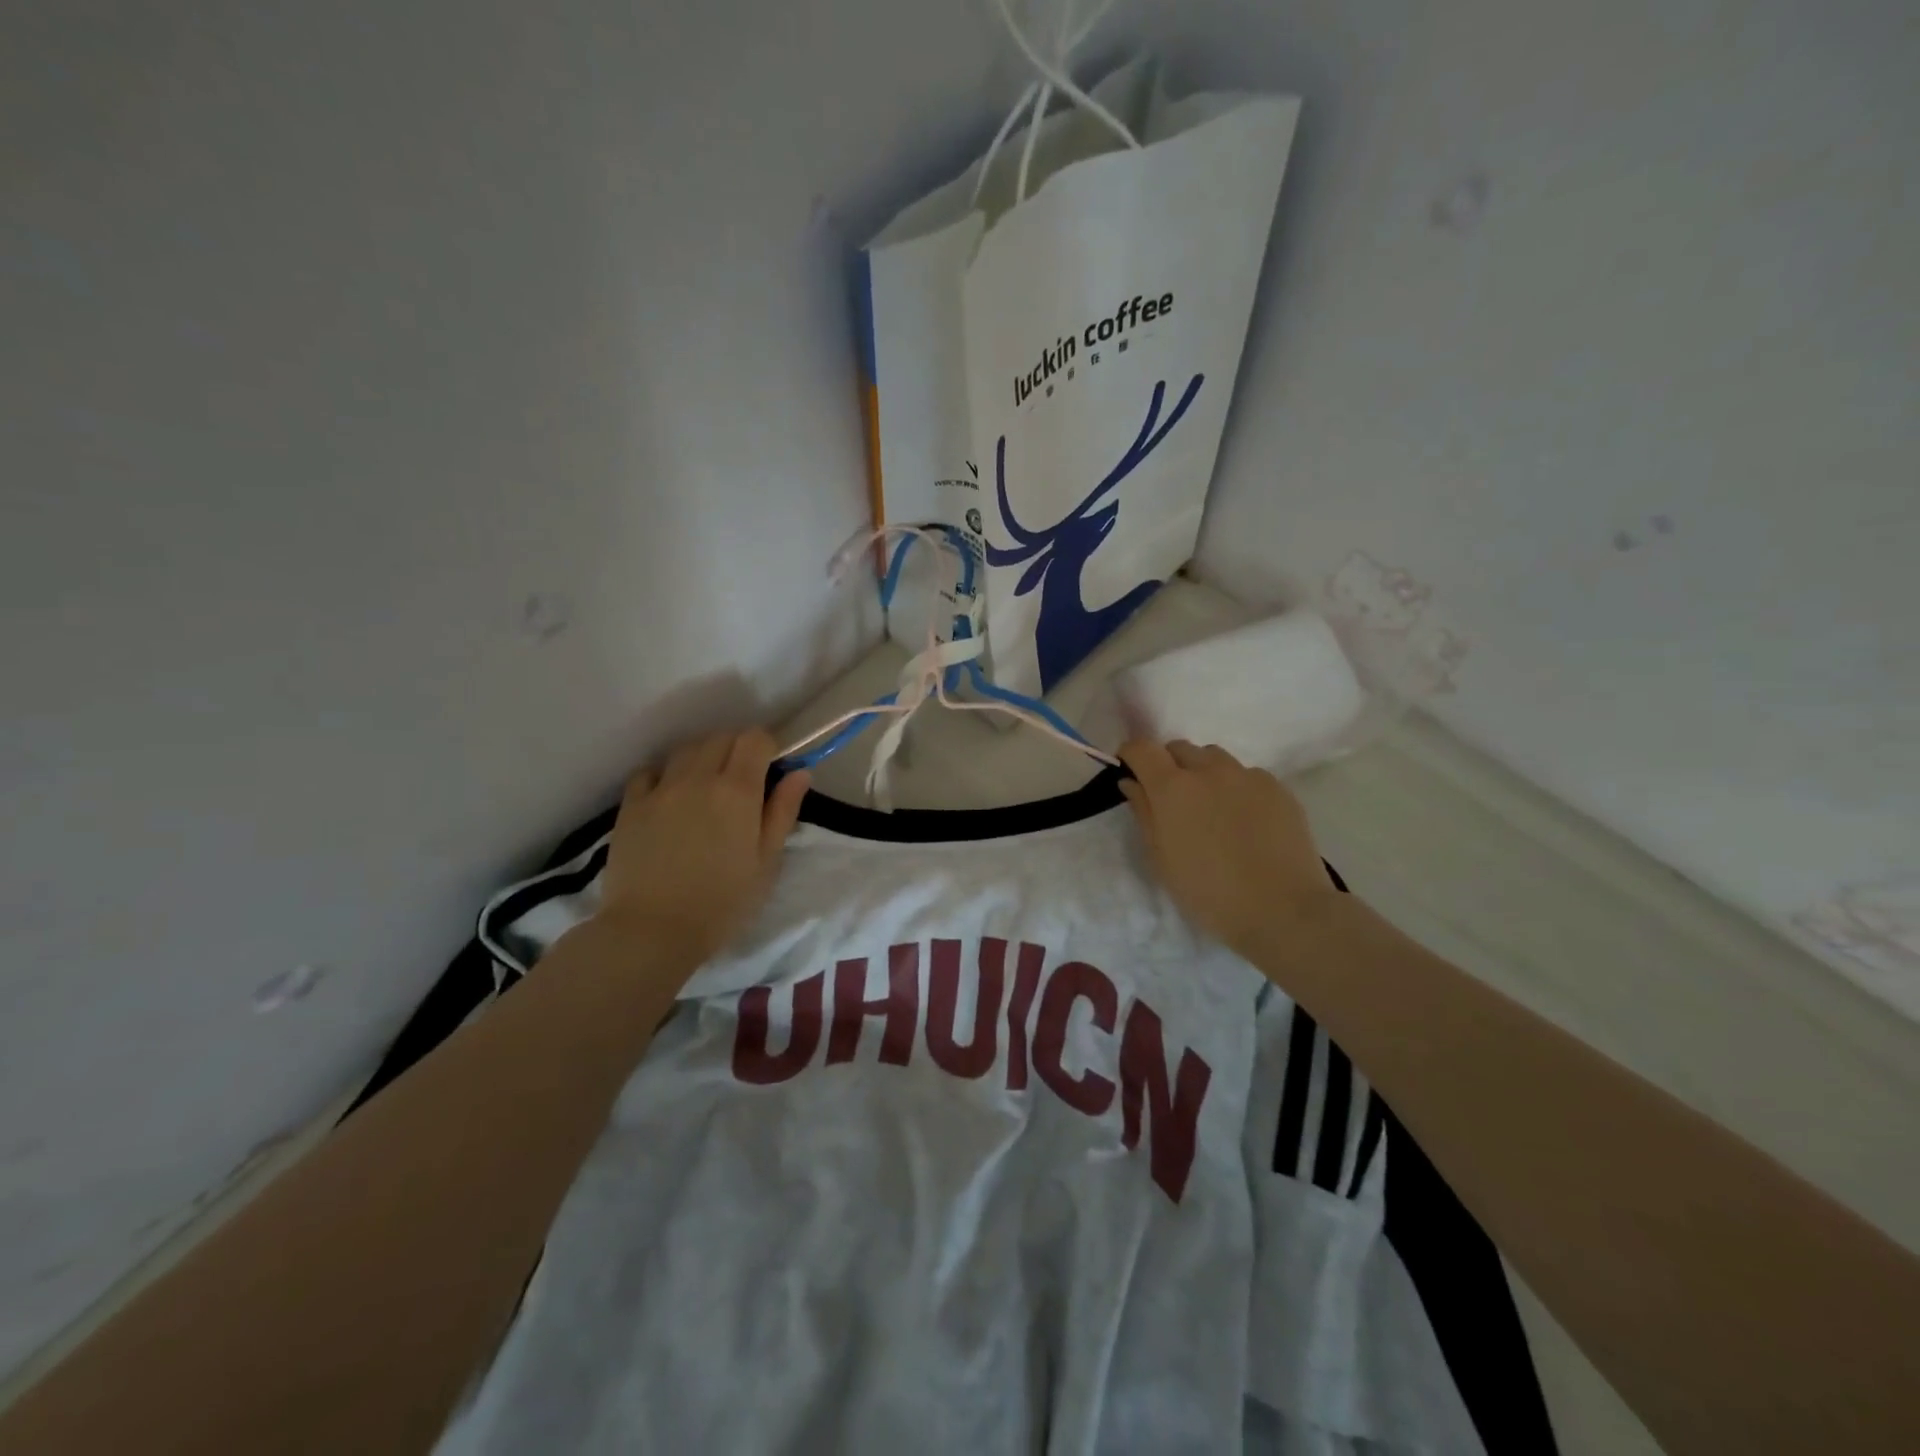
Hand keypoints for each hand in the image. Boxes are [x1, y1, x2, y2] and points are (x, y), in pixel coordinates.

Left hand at [596, 729, 810, 966]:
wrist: (653, 931)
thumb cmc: (723, 902)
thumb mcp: (766, 862)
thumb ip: (783, 811)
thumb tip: (799, 772)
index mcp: (737, 790)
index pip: (755, 739)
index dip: (767, 748)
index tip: (771, 770)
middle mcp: (698, 777)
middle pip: (721, 737)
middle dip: (737, 749)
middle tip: (742, 781)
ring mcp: (660, 789)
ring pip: (686, 750)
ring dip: (703, 758)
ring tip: (706, 787)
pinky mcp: (630, 806)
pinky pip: (650, 771)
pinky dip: (665, 774)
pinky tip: (671, 796)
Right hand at [1118, 739, 1337, 957]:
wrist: (1284, 911)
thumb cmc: (1209, 893)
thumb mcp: (1162, 859)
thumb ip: (1144, 813)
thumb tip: (1132, 783)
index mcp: (1173, 788)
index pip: (1142, 749)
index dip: (1131, 755)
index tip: (1131, 771)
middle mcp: (1209, 770)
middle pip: (1179, 748)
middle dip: (1168, 765)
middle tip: (1172, 799)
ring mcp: (1248, 776)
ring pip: (1214, 758)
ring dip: (1203, 772)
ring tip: (1211, 808)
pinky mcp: (1278, 788)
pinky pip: (1247, 775)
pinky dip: (1236, 788)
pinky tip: (1245, 821)